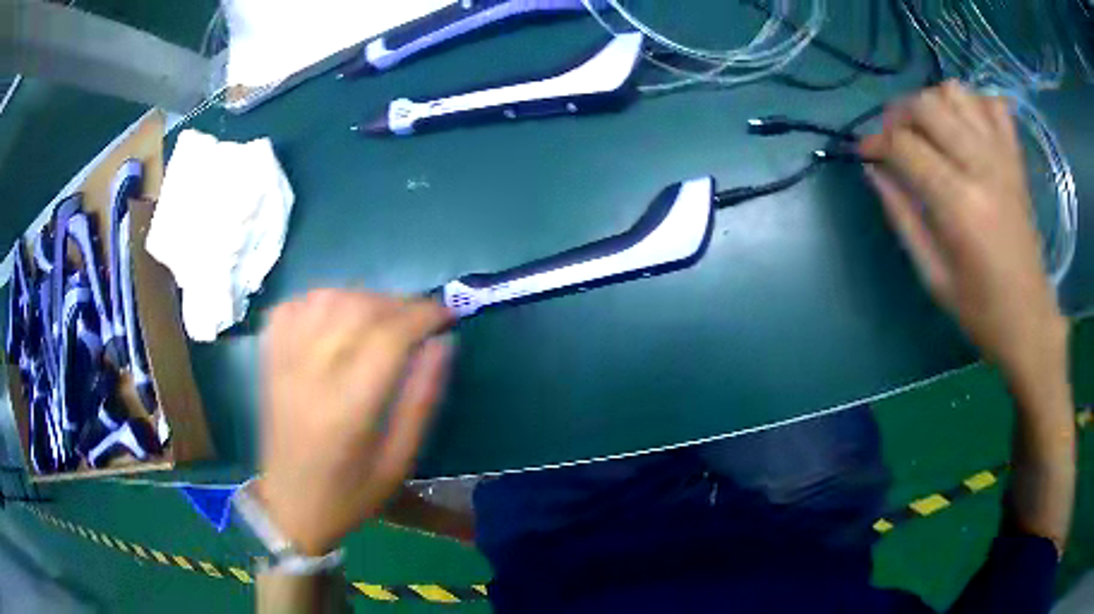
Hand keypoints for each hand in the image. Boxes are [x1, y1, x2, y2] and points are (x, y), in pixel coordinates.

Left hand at [256, 290, 452, 555]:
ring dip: (362, 296)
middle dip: (399, 302)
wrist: (289, 506)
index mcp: (348, 408)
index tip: (447, 314)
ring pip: (325, 299)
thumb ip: (422, 402)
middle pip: (358, 308)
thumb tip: (443, 345)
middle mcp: (311, 375)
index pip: (389, 337)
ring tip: (383, 315)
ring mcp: (284, 363)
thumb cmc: (350, 495)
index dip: (424, 315)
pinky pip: (292, 307)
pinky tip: (337, 315)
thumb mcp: (399, 463)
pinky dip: (320, 299)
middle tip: (421, 316)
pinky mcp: (269, 361)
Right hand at [860, 80, 1067, 385]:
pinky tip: (966, 127)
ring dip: (933, 103)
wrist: (1029, 320)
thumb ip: (902, 216)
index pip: (904, 145)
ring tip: (929, 131)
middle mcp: (981, 168)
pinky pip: (993, 104)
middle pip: (926, 105)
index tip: (865, 154)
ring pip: (956, 92)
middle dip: (898, 114)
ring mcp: (1003, 158)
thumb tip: (873, 170)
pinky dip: (974, 104)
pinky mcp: (1016, 159)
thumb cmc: (980, 310)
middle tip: (893, 139)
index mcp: (959, 205)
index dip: (875, 142)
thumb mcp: (932, 275)